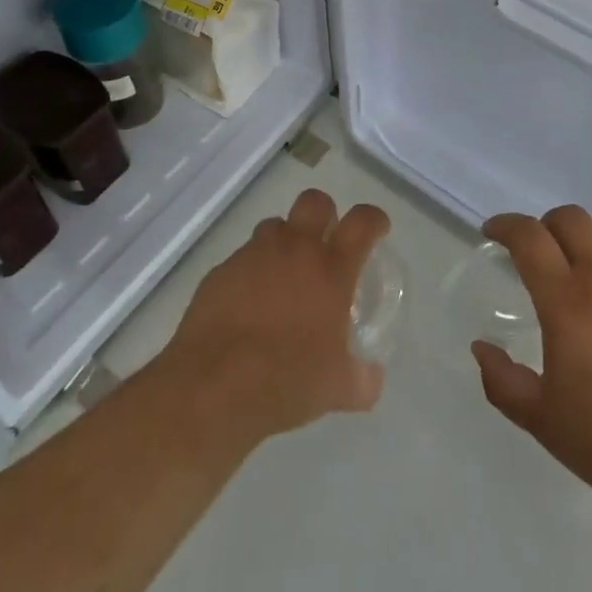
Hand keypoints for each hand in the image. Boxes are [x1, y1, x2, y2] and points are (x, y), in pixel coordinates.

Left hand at [158, 187, 389, 450]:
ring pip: (275, 225)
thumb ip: (362, 379)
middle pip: (315, 202)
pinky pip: (243, 258)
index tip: (377, 228)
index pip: (362, 222)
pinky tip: (248, 303)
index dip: (374, 219)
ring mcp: (255, 255)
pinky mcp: (222, 270)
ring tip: (284, 274)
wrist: (214, 386)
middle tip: (324, 242)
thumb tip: (372, 379)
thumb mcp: (336, 389)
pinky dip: (251, 271)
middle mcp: (295, 249)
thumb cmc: (286, 380)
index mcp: (331, 269)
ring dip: (284, 242)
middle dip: (324, 214)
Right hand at [472, 206, 591, 517]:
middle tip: (536, 255)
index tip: (492, 232)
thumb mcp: (542, 421)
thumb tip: (482, 347)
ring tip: (585, 316)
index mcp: (568, 302)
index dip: (506, 225)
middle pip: (572, 219)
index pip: (530, 237)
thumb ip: (503, 381)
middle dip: (546, 225)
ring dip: (585, 266)